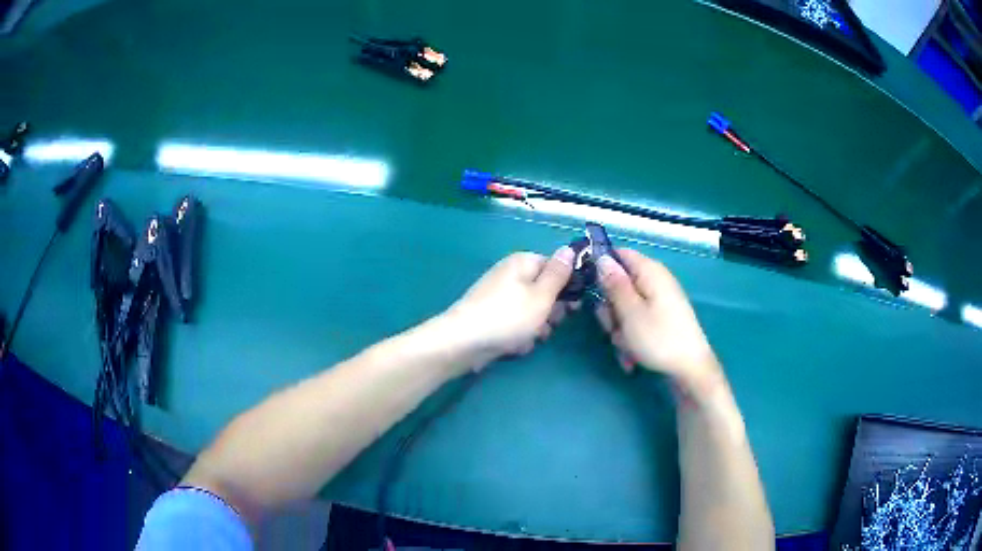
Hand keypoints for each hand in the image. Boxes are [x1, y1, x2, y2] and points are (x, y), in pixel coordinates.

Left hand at [443, 247, 575, 368]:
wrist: (463, 343)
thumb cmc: (508, 317)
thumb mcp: (542, 295)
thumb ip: (559, 274)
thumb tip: (569, 249)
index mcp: (523, 262)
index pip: (556, 267)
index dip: (567, 286)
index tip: (573, 306)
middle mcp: (511, 275)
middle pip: (545, 291)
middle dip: (550, 312)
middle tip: (547, 323)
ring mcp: (500, 296)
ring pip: (532, 312)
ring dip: (536, 328)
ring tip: (528, 338)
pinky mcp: (492, 317)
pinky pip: (516, 325)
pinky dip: (518, 336)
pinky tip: (513, 346)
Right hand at [595, 249, 721, 393]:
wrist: (690, 369)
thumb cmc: (659, 338)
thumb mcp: (629, 312)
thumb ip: (614, 284)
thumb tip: (601, 258)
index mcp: (650, 272)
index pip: (619, 254)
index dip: (601, 267)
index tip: (589, 288)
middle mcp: (656, 282)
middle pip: (620, 285)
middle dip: (610, 309)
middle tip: (612, 327)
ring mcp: (660, 302)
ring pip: (625, 308)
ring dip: (619, 328)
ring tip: (626, 346)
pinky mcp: (662, 319)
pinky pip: (637, 322)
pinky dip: (631, 338)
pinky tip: (632, 357)